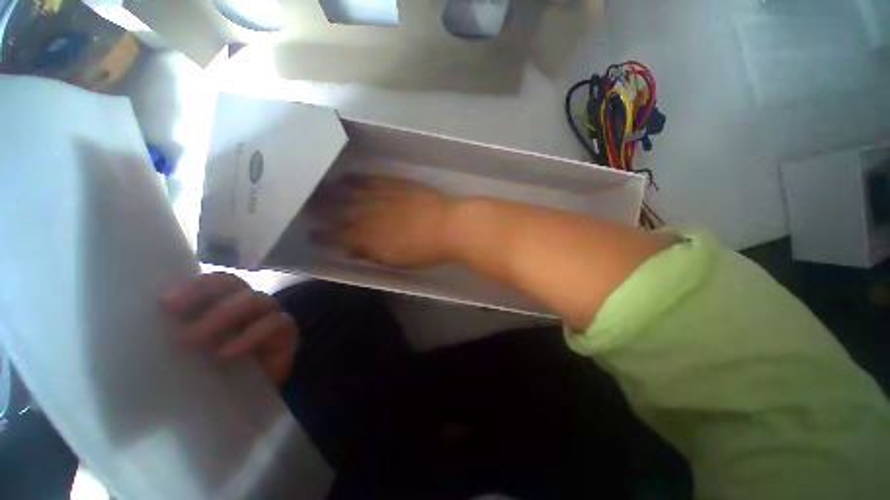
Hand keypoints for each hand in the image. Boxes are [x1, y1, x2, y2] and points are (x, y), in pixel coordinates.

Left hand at [160, 273, 298, 384]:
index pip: (212, 282)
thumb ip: (173, 340)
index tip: (164, 303)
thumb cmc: (215, 375)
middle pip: (233, 283)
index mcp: (222, 303)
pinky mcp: (287, 332)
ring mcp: (270, 315)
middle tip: (176, 319)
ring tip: (193, 341)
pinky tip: (227, 354)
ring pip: (255, 300)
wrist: (252, 397)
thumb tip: (140, 334)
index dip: (192, 287)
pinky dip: (250, 335)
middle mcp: (248, 303)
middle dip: (204, 294)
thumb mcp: (188, 357)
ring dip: (224, 315)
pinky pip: (274, 324)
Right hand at [321, 176, 459, 268]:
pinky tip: (348, 177)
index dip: (324, 237)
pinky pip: (371, 181)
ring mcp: (383, 199)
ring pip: (350, 195)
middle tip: (306, 208)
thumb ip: (372, 254)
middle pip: (339, 214)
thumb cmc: (427, 251)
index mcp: (371, 241)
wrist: (451, 226)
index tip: (311, 235)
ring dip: (333, 193)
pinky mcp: (396, 185)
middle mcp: (370, 218)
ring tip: (319, 189)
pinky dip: (357, 180)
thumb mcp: (397, 261)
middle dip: (320, 212)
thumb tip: (352, 250)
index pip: (339, 239)